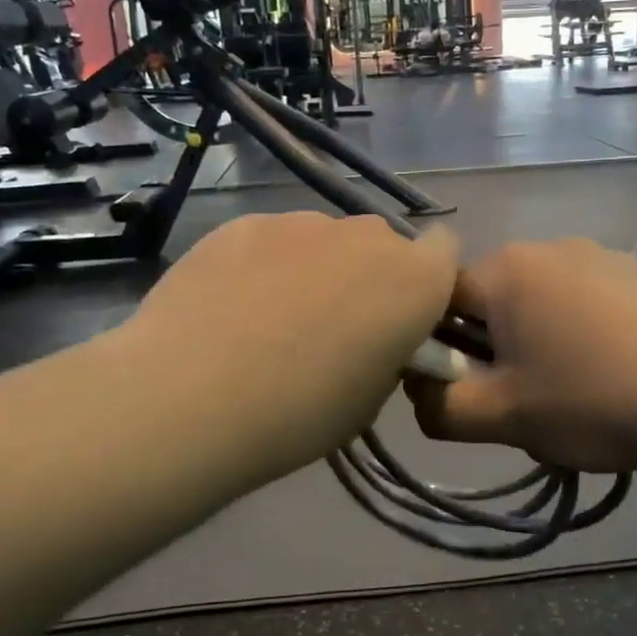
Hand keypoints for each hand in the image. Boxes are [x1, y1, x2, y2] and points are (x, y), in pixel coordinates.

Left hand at [114, 213, 458, 494]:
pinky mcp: (245, 223)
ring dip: (315, 269)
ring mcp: (301, 222)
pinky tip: (230, 307)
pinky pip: (273, 240)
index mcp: (414, 279)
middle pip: (382, 244)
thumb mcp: (370, 400)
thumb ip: (388, 352)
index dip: (427, 281)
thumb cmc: (299, 413)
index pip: (445, 251)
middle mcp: (365, 236)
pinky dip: (264, 265)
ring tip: (270, 320)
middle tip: (333, 325)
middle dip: (369, 276)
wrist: (191, 396)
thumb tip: (374, 336)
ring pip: (325, 240)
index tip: (402, 317)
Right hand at [407, 238, 636, 473]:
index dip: (443, 349)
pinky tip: (616, 373)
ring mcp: (598, 253)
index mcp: (506, 269)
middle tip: (527, 401)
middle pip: (490, 301)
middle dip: (494, 350)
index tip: (474, 390)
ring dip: (537, 344)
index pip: (439, 299)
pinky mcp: (636, 271)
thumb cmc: (598, 402)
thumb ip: (437, 407)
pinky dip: (581, 334)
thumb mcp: (503, 419)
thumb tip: (420, 388)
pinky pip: (583, 301)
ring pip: (537, 303)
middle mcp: (547, 246)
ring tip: (577, 393)